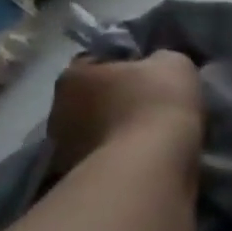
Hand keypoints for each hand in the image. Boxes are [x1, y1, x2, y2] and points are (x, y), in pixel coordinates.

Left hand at [47, 52, 202, 175]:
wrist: (150, 163)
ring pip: (95, 126)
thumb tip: (155, 65)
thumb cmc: (159, 102)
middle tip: (152, 104)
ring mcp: (62, 142)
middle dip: (117, 98)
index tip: (152, 74)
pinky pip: (100, 153)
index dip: (126, 64)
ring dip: (116, 127)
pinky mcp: (74, 172)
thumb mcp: (174, 63)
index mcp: (75, 73)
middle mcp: (57, 104)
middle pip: (93, 95)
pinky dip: (117, 151)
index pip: (98, 60)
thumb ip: (160, 58)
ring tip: (149, 133)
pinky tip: (142, 154)